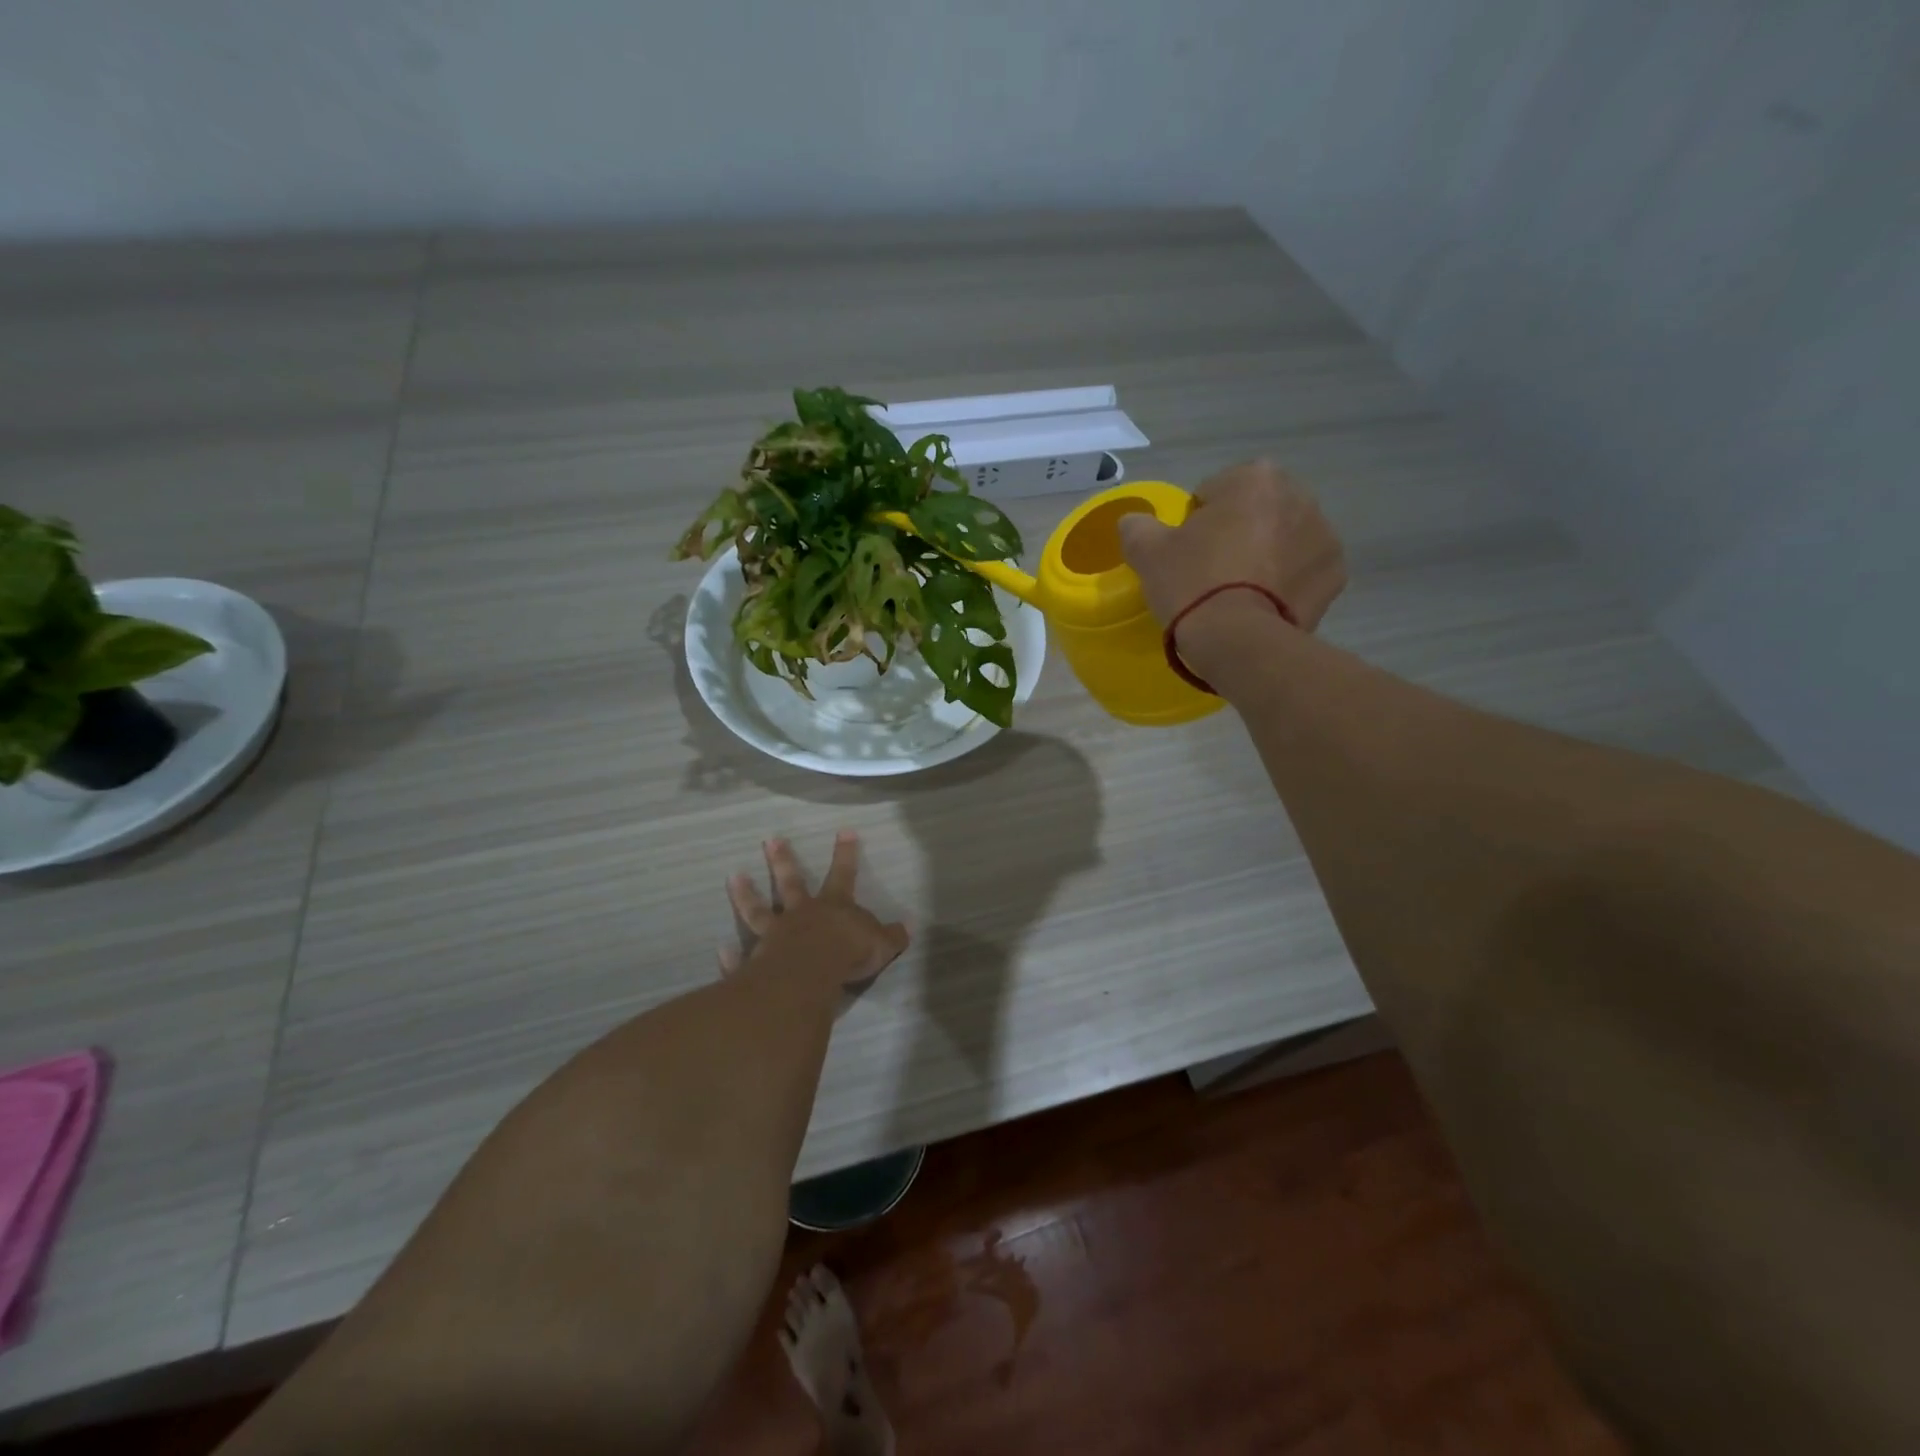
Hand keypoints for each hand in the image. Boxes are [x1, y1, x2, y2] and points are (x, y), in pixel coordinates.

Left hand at [724, 832, 910, 988]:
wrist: (811, 974)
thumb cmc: (848, 953)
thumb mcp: (881, 944)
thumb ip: (892, 936)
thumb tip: (909, 926)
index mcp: (834, 906)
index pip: (843, 874)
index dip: (846, 853)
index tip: (844, 830)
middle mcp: (801, 914)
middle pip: (791, 883)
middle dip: (783, 860)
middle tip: (770, 840)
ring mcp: (775, 935)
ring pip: (758, 911)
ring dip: (746, 894)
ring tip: (733, 877)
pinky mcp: (757, 961)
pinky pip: (743, 958)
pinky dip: (733, 957)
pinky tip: (722, 951)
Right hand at [1118, 459, 1346, 663]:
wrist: (1240, 642)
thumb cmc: (1193, 584)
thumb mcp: (1147, 552)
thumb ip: (1137, 526)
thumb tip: (1134, 522)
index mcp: (1255, 479)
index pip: (1214, 490)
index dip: (1195, 521)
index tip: (1185, 552)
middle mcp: (1299, 496)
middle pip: (1255, 511)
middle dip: (1237, 532)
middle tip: (1210, 573)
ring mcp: (1324, 536)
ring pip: (1282, 539)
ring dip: (1264, 555)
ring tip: (1238, 593)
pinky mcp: (1335, 576)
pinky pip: (1302, 570)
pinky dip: (1286, 582)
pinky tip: (1263, 605)